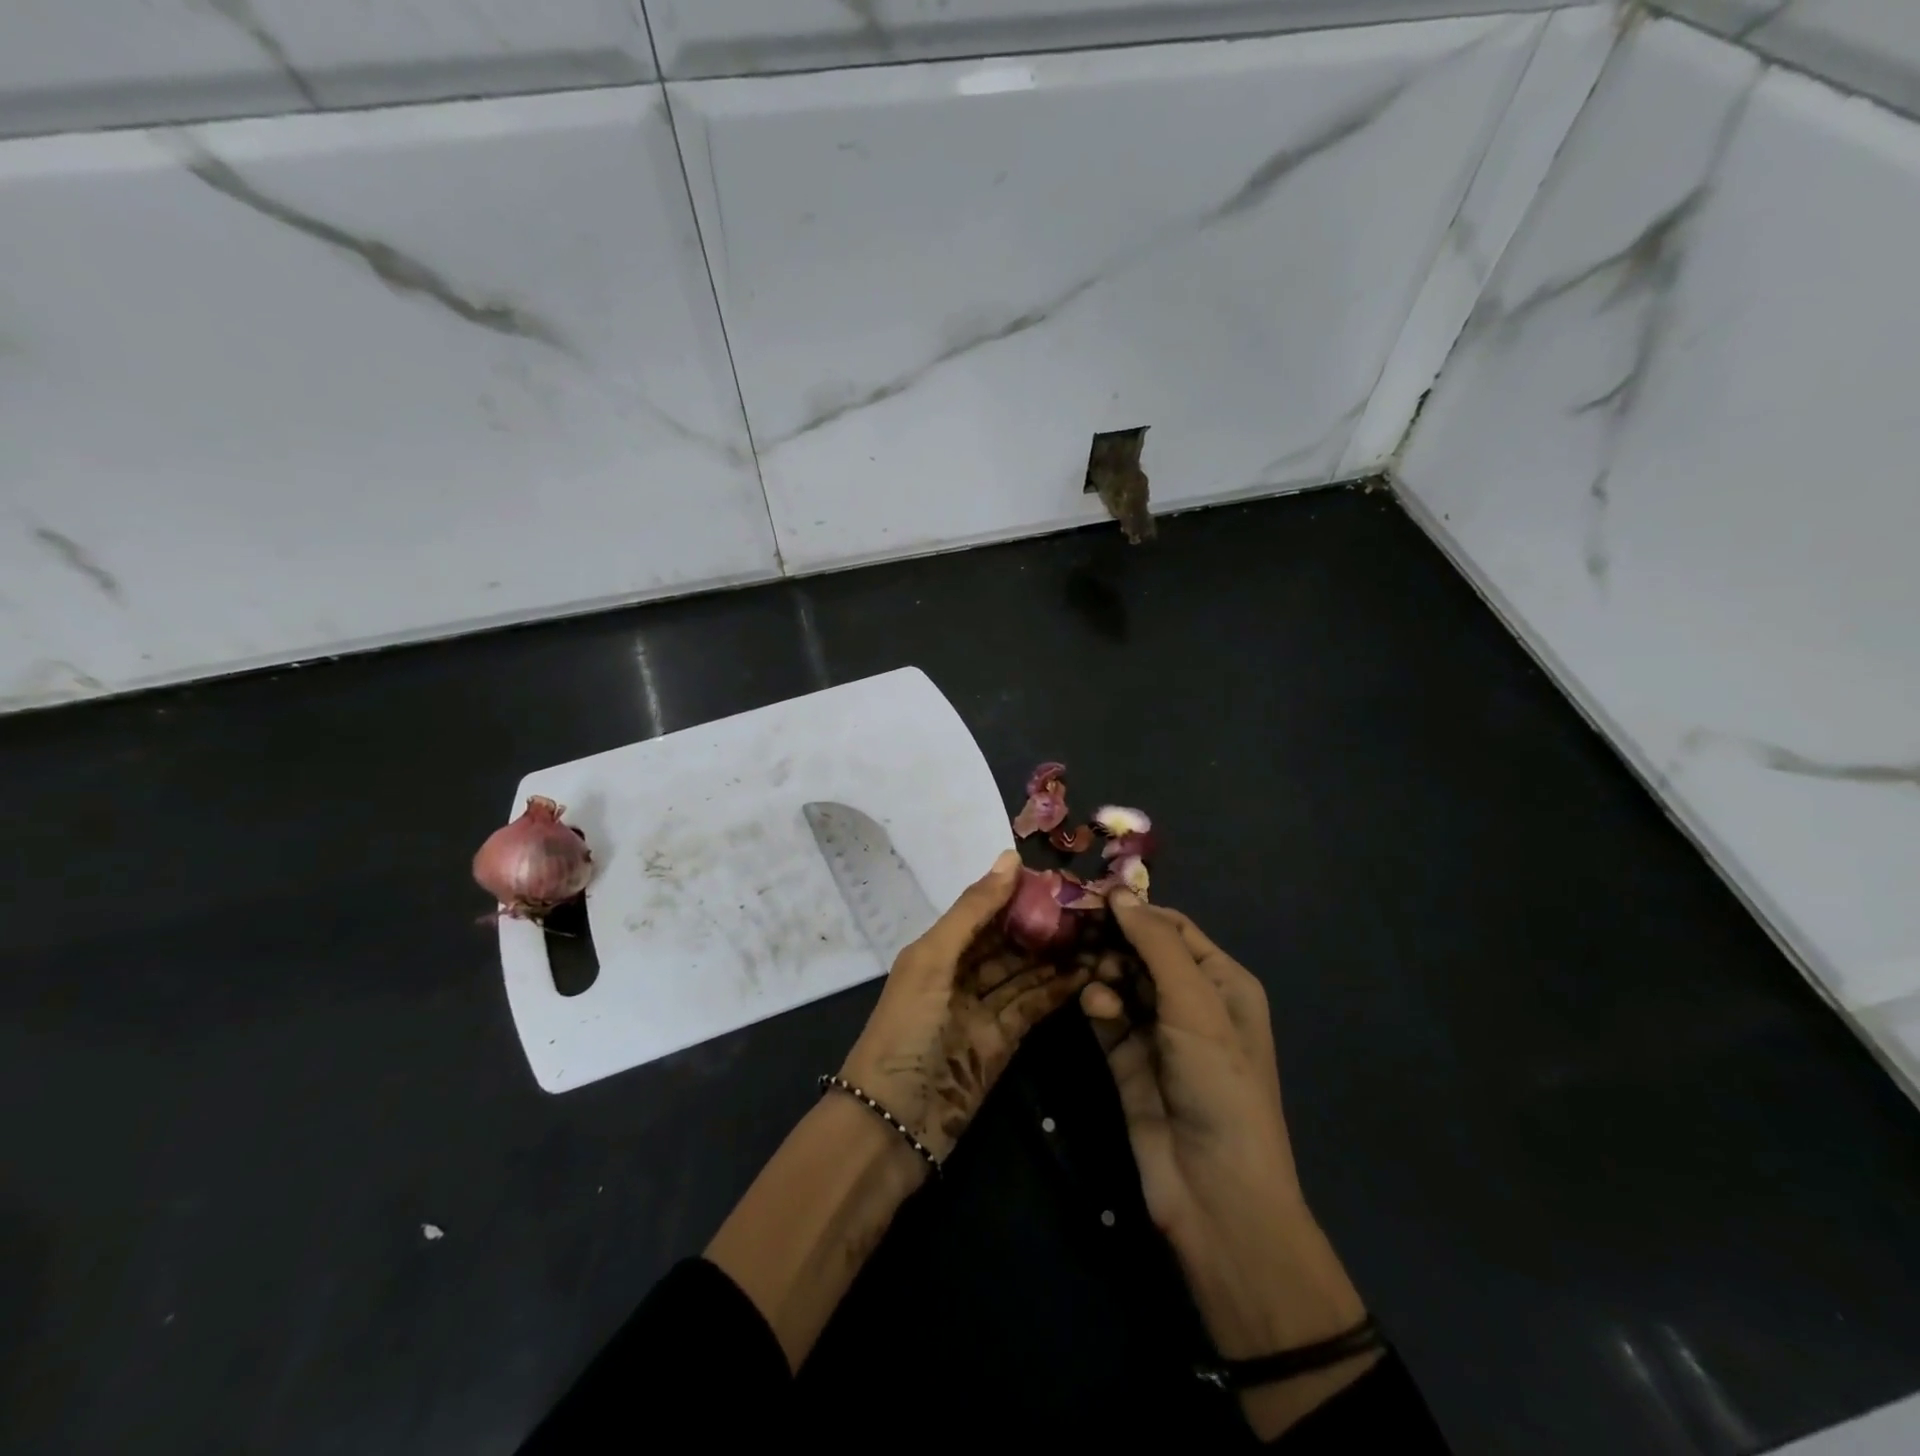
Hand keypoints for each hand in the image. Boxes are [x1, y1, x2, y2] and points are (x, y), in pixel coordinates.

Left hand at [839, 849, 1092, 1161]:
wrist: (893, 1123)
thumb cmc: (906, 1029)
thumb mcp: (933, 960)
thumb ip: (973, 910)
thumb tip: (1011, 858)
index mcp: (938, 949)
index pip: (985, 911)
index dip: (1019, 893)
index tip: (1061, 877)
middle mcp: (961, 974)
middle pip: (1008, 941)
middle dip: (1044, 924)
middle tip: (1091, 906)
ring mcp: (982, 1010)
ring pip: (1025, 973)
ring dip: (1057, 955)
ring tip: (1098, 933)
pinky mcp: (1002, 1043)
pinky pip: (1032, 1006)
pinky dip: (1058, 990)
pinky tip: (1088, 971)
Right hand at [1083, 893, 1375, 1439]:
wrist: (1214, 1192)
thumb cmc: (1218, 1083)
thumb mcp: (1196, 1004)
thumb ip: (1155, 944)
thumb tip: (1119, 893)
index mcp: (1222, 982)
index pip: (1173, 928)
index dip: (1135, 910)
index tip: (1090, 895)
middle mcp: (1191, 1001)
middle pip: (1142, 952)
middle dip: (1112, 938)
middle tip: (1073, 925)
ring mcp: (1158, 1033)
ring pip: (1120, 981)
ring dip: (1103, 970)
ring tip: (1085, 968)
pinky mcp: (1128, 1061)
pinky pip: (1107, 1016)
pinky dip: (1097, 1002)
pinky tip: (1091, 1002)